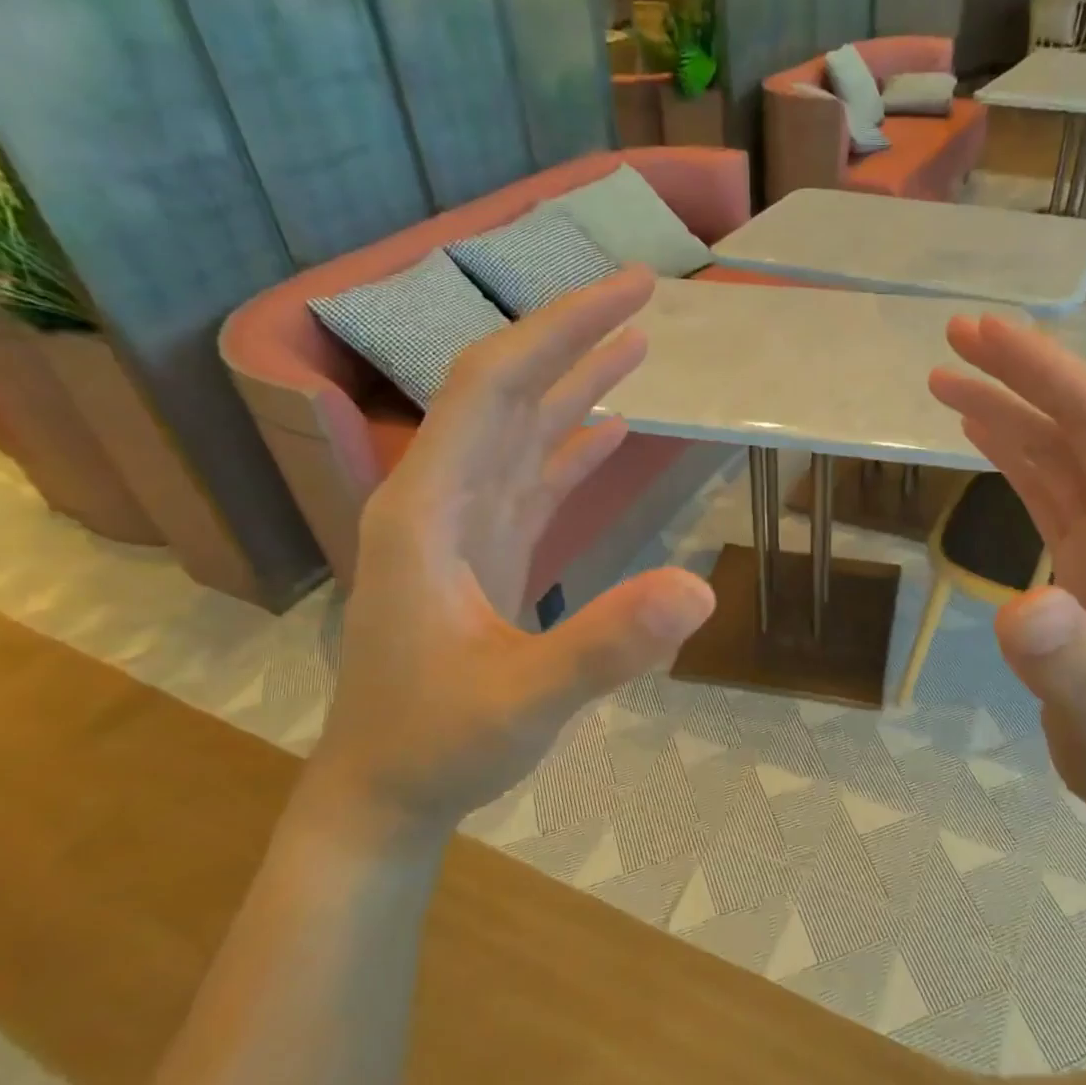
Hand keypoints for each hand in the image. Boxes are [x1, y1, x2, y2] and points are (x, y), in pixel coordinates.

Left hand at [305, 267, 715, 846]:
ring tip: (634, 342)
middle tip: (643, 293)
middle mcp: (440, 500)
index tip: (628, 292)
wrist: (385, 792)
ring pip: (519, 432)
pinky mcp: (483, 555)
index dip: (559, 330)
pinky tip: (608, 428)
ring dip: (574, 384)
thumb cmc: (438, 745)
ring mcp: (461, 528)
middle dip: (572, 337)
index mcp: (429, 509)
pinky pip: (530, 481)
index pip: (494, 388)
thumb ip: (604, 645)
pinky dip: (570, 448)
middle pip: (506, 393)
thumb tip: (700, 590)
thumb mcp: (524, 700)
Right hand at [929, 315, 1085, 831]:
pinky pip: (1053, 489)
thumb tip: (1021, 608)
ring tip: (945, 377)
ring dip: (1010, 409)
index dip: (1048, 373)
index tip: (984, 337)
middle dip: (1025, 373)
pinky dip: (1015, 453)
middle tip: (954, 337)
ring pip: (1065, 452)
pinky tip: (980, 431)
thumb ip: (1070, 665)